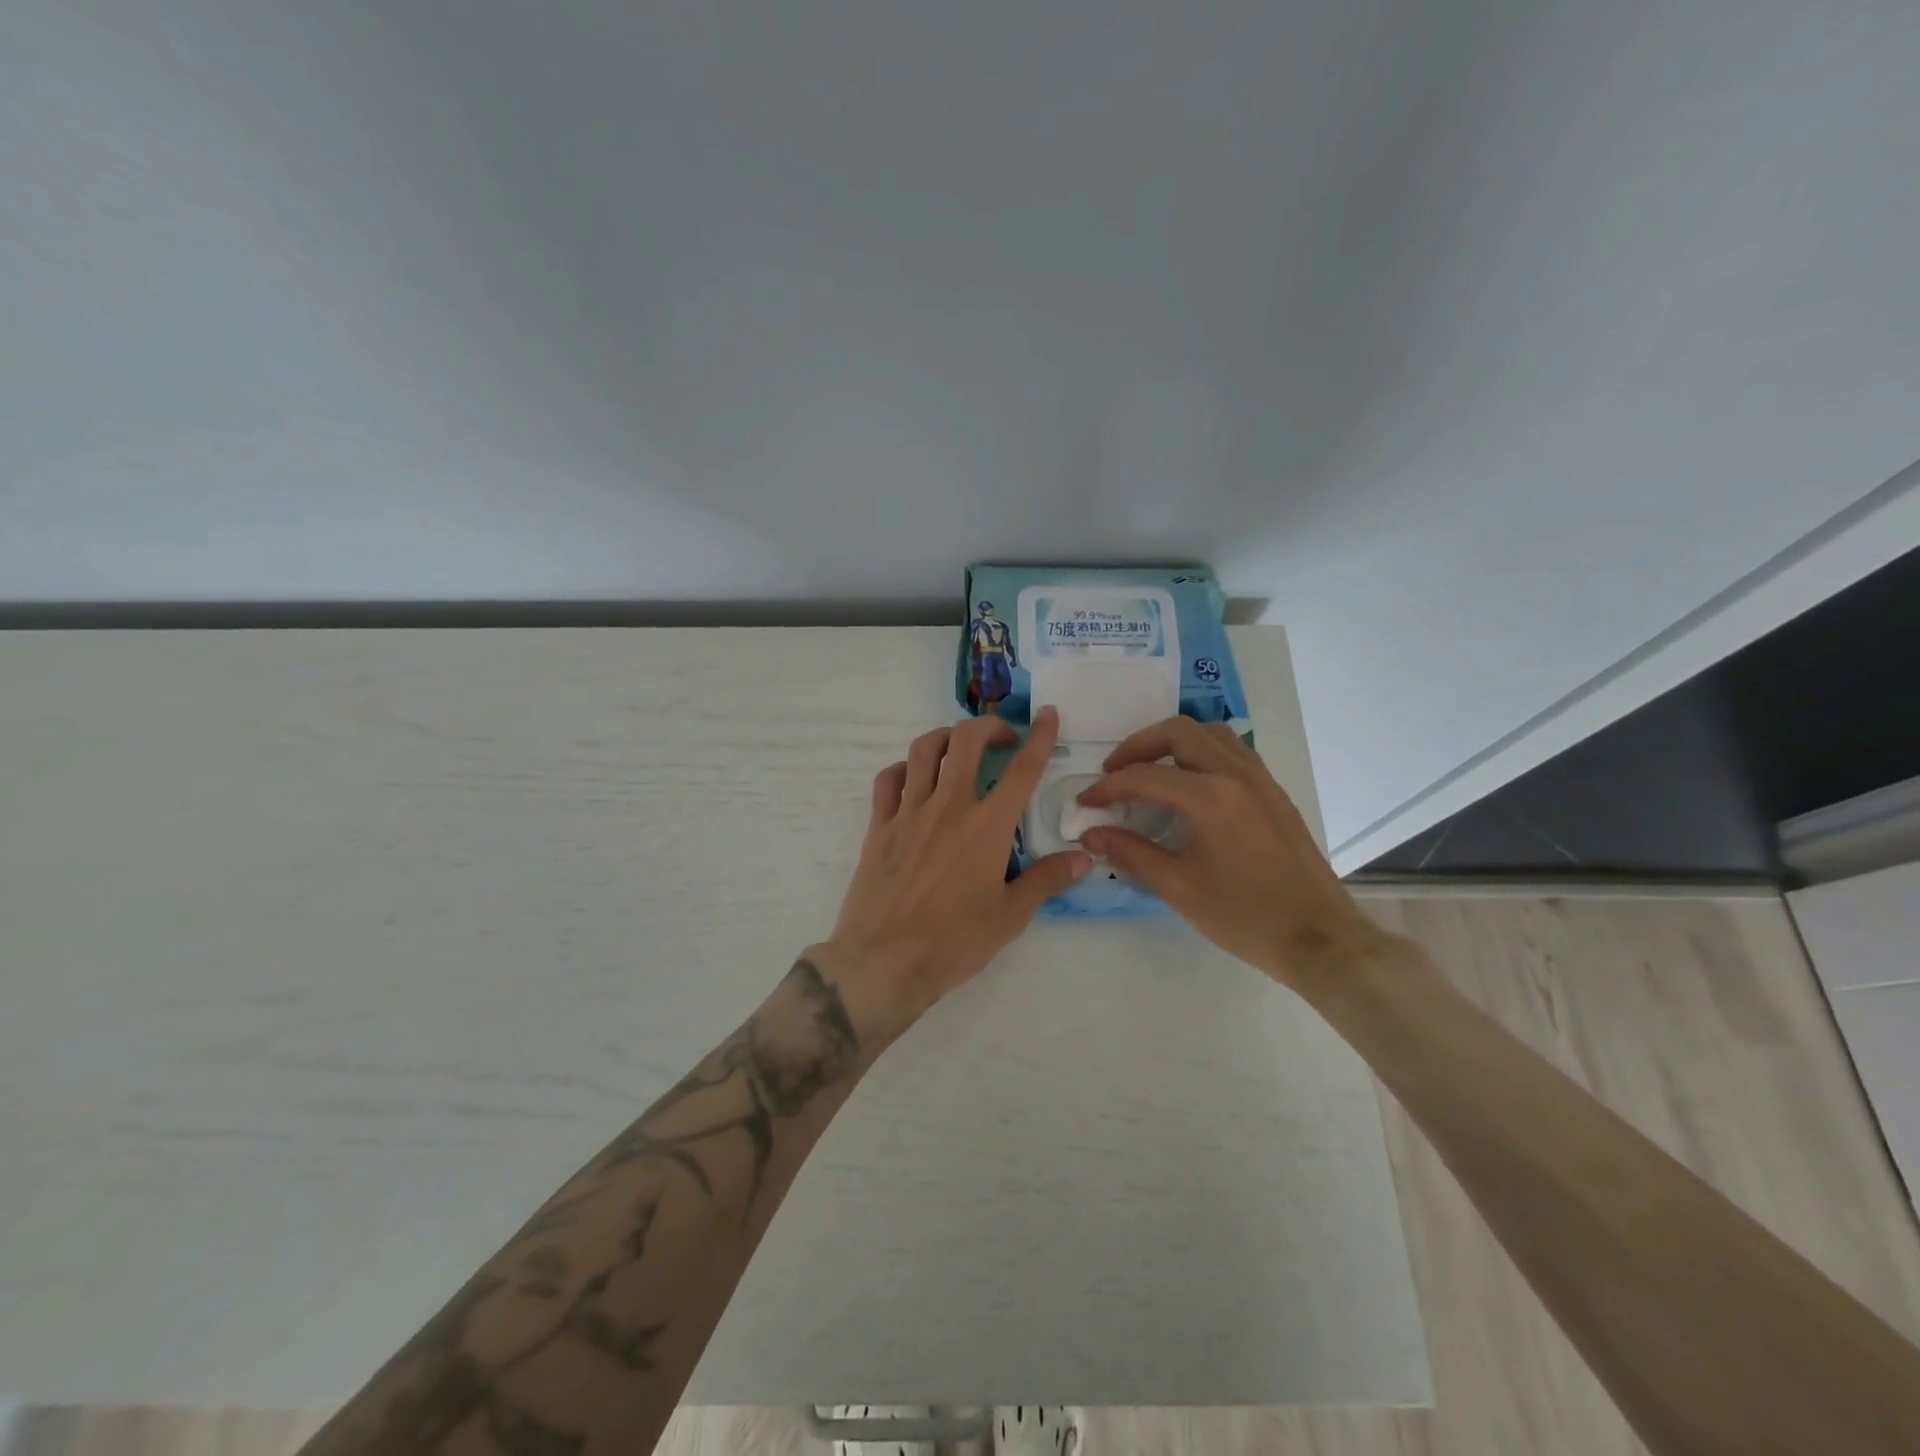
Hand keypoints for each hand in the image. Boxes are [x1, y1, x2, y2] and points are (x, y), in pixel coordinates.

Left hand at [817, 707, 1091, 1041]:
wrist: (883, 962)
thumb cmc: (953, 943)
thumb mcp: (1010, 917)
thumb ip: (1046, 880)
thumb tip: (1082, 857)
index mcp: (987, 826)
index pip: (1021, 769)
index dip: (1039, 737)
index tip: (1048, 715)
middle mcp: (949, 807)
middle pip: (966, 741)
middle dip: (988, 727)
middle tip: (1002, 738)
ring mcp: (909, 813)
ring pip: (924, 750)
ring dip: (946, 738)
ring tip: (959, 748)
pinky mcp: (879, 826)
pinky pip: (888, 780)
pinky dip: (904, 768)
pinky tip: (914, 779)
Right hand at [1076, 718, 1392, 993]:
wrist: (1319, 938)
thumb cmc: (1244, 916)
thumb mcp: (1178, 887)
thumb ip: (1130, 853)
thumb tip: (1091, 835)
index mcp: (1209, 797)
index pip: (1144, 776)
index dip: (1107, 787)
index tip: (1085, 803)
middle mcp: (1235, 774)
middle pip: (1178, 732)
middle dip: (1138, 746)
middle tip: (1115, 772)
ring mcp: (1260, 779)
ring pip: (1210, 734)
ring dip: (1173, 742)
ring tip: (1151, 770)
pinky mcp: (1274, 792)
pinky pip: (1232, 752)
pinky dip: (1202, 753)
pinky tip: (1190, 785)